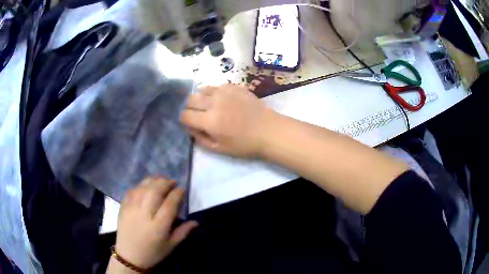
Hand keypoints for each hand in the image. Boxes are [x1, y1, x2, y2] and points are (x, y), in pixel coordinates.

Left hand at [114, 177, 197, 268]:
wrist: (129, 256)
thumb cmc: (153, 252)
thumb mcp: (171, 245)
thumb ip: (183, 232)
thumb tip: (196, 222)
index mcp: (158, 226)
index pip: (169, 204)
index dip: (177, 193)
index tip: (182, 189)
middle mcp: (144, 214)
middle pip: (155, 191)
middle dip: (165, 182)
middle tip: (172, 181)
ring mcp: (131, 209)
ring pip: (142, 188)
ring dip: (153, 180)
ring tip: (160, 180)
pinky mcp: (123, 207)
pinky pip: (131, 191)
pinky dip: (140, 185)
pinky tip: (145, 186)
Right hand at [181, 84, 274, 157]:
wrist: (269, 130)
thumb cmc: (245, 144)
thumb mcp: (220, 148)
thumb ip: (200, 138)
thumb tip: (189, 127)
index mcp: (210, 121)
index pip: (185, 115)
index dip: (184, 120)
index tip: (190, 123)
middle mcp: (214, 102)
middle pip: (190, 99)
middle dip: (190, 107)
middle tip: (198, 114)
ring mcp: (225, 92)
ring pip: (202, 89)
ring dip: (201, 98)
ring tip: (209, 106)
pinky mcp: (234, 86)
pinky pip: (217, 86)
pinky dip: (214, 93)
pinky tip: (222, 100)